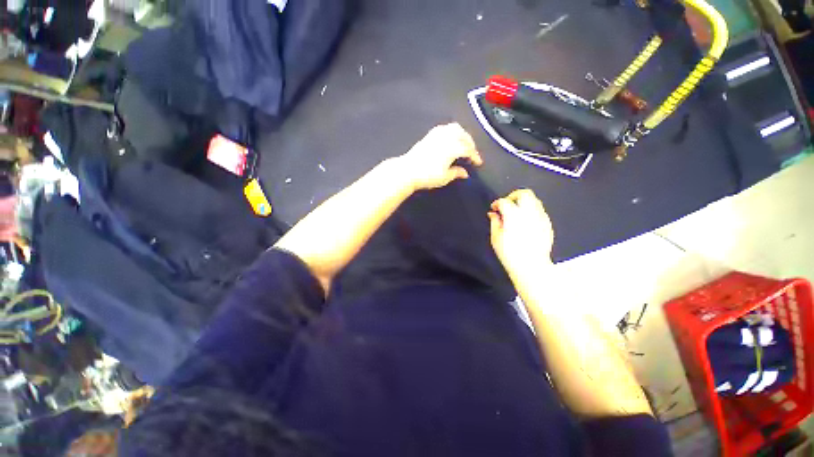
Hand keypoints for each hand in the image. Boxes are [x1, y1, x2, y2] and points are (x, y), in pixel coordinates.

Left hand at [398, 123, 482, 190]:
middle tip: (472, 153)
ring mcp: (437, 134)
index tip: (478, 163)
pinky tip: (450, 138)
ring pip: (455, 128)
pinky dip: (451, 131)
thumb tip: (465, 173)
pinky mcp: (429, 135)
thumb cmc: (427, 176)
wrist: (408, 170)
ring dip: (462, 134)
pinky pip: (445, 128)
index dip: (475, 156)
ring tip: (463, 143)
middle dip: (471, 143)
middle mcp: (447, 138)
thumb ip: (456, 173)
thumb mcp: (444, 177)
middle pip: (464, 136)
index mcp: (453, 148)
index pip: (468, 149)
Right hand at [488, 189, 554, 277]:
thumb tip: (493, 214)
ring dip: (524, 203)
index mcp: (514, 215)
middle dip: (513, 195)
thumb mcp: (496, 238)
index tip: (494, 208)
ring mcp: (540, 218)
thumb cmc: (511, 254)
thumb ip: (494, 222)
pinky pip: (540, 211)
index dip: (497, 203)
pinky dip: (532, 212)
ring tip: (517, 212)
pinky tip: (526, 221)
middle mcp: (529, 214)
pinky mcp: (548, 225)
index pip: (504, 201)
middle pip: (524, 194)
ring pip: (534, 200)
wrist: (531, 266)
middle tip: (507, 204)